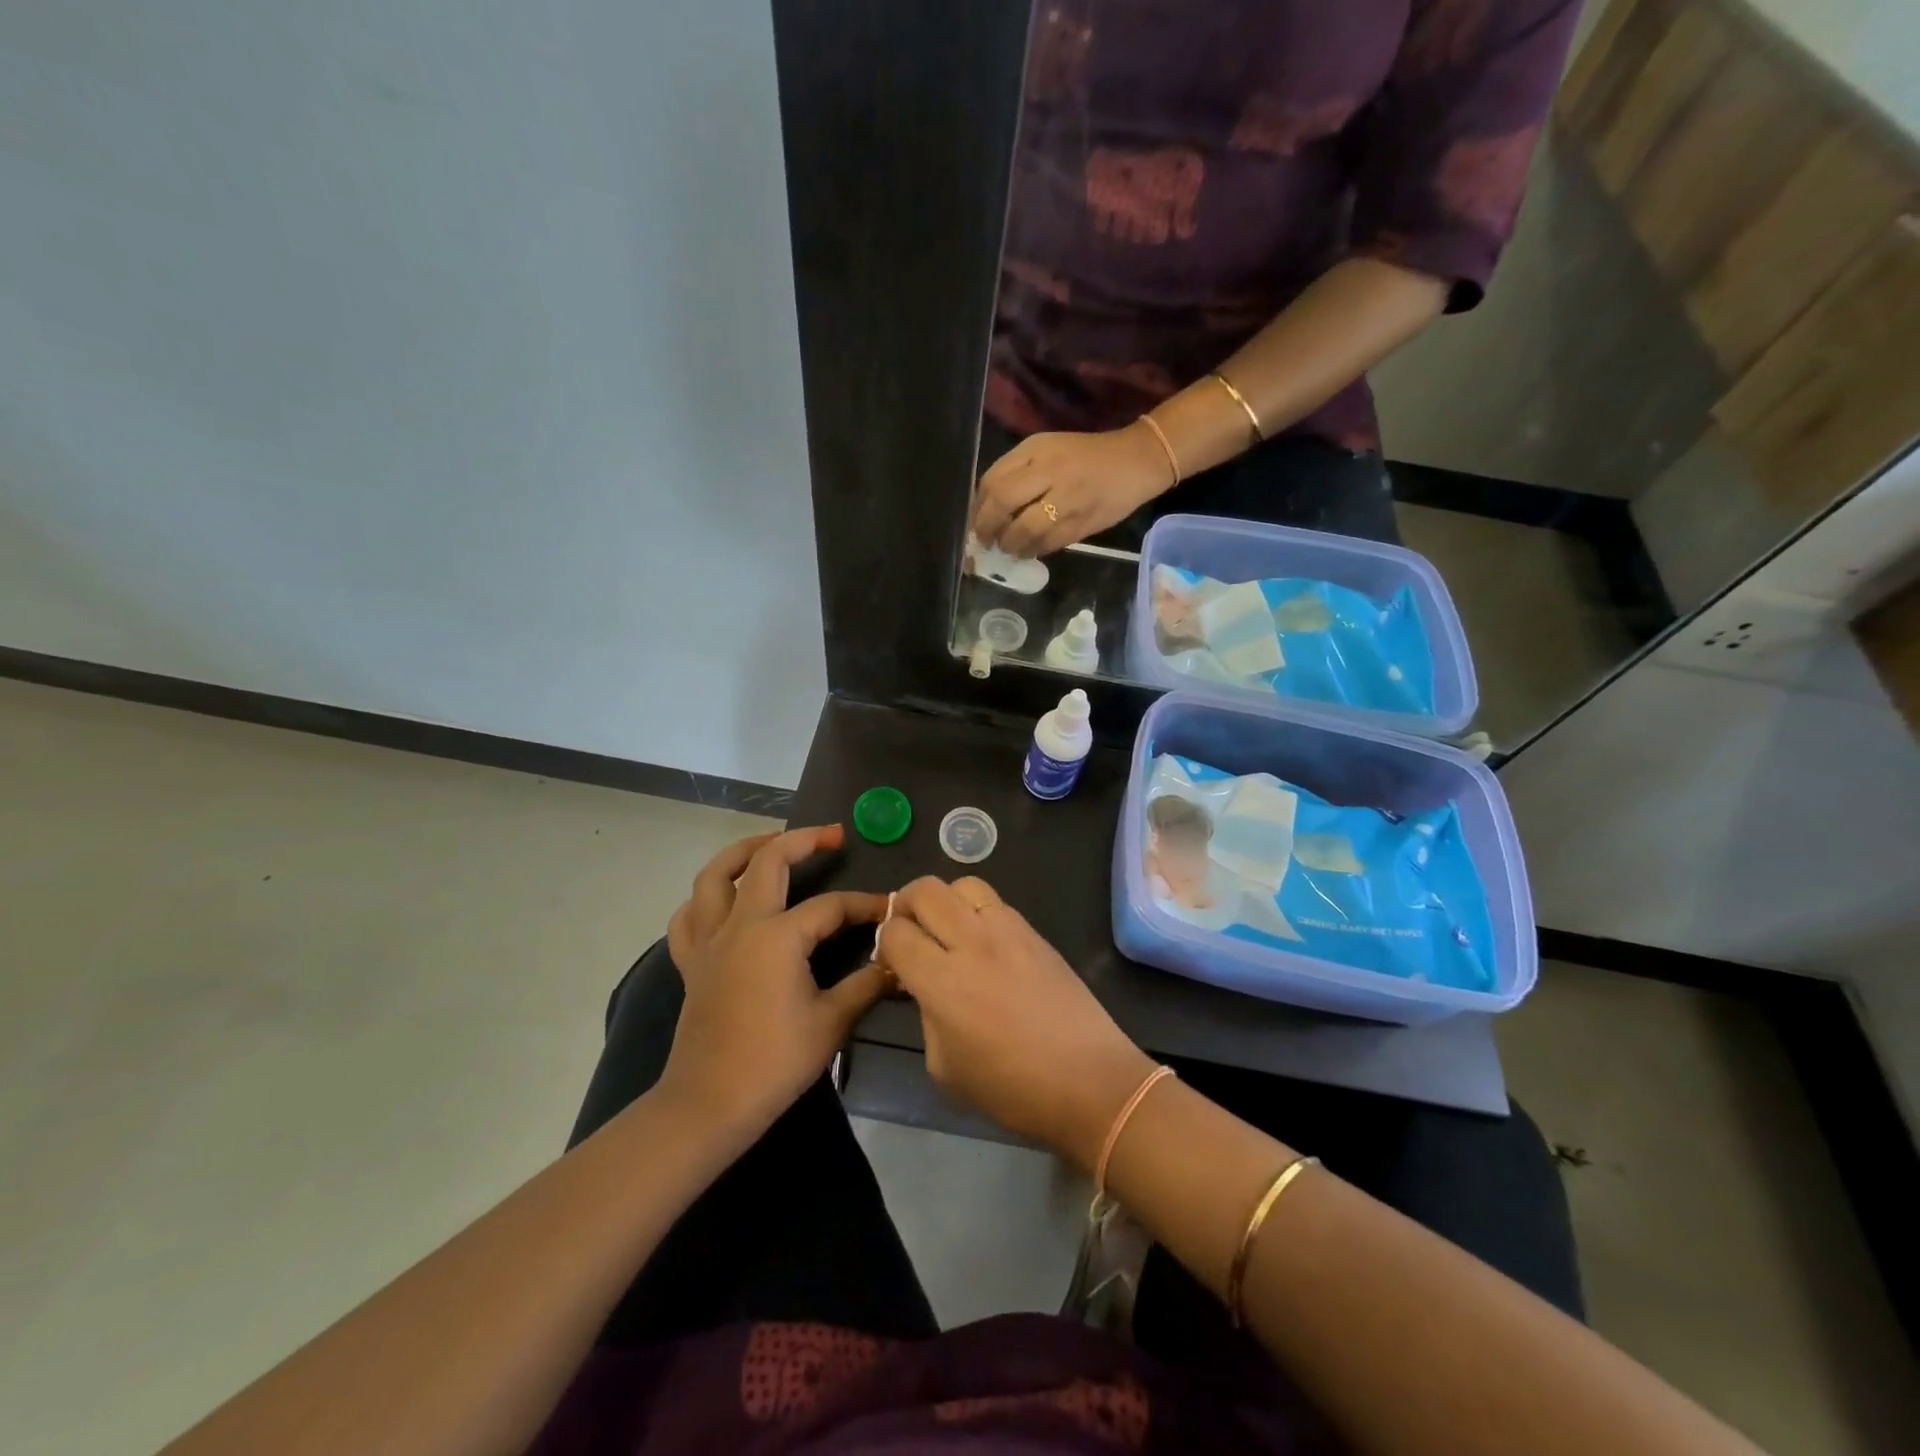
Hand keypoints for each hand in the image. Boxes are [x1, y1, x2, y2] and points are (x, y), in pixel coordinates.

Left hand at [658, 826, 889, 1140]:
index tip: (889, 910)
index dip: (864, 905)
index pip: (830, 906)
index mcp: (777, 936)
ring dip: (743, 851)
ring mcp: (709, 941)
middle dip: (802, 840)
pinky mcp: (690, 962)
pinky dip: (705, 898)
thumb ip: (866, 985)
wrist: (709, 1105)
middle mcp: (740, 925)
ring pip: (714, 875)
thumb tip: (896, 961)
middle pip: (767, 861)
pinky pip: (689, 916)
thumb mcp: (831, 1022)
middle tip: (832, 835)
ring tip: (771, 845)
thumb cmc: (774, 1063)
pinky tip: (722, 899)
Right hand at [878, 876, 1155, 1168]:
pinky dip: (978, 912)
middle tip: (910, 932)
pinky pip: (996, 903)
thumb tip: (925, 989)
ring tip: (949, 930)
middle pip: (925, 890)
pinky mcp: (1035, 932)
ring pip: (963, 884)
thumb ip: (926, 1017)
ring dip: (946, 901)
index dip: (884, 944)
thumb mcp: (946, 1068)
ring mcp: (1008, 931)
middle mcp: (972, 942)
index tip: (892, 964)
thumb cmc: (1012, 1089)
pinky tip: (985, 944)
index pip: (896, 932)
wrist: (1089, 1080)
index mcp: (942, 981)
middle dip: (906, 905)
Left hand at [972, 424, 1174, 557]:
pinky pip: (1047, 543)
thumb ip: (1018, 472)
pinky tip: (1028, 551)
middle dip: (987, 528)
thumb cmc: (1087, 456)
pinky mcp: (1081, 523)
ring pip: (1023, 529)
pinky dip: (1032, 551)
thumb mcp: (1048, 450)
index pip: (993, 481)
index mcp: (1036, 450)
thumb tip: (987, 508)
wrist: (1137, 462)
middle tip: (985, 541)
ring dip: (1009, 544)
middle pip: (1002, 503)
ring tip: (1008, 548)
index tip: (975, 522)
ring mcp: (1066, 499)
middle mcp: (1048, 471)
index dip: (978, 507)